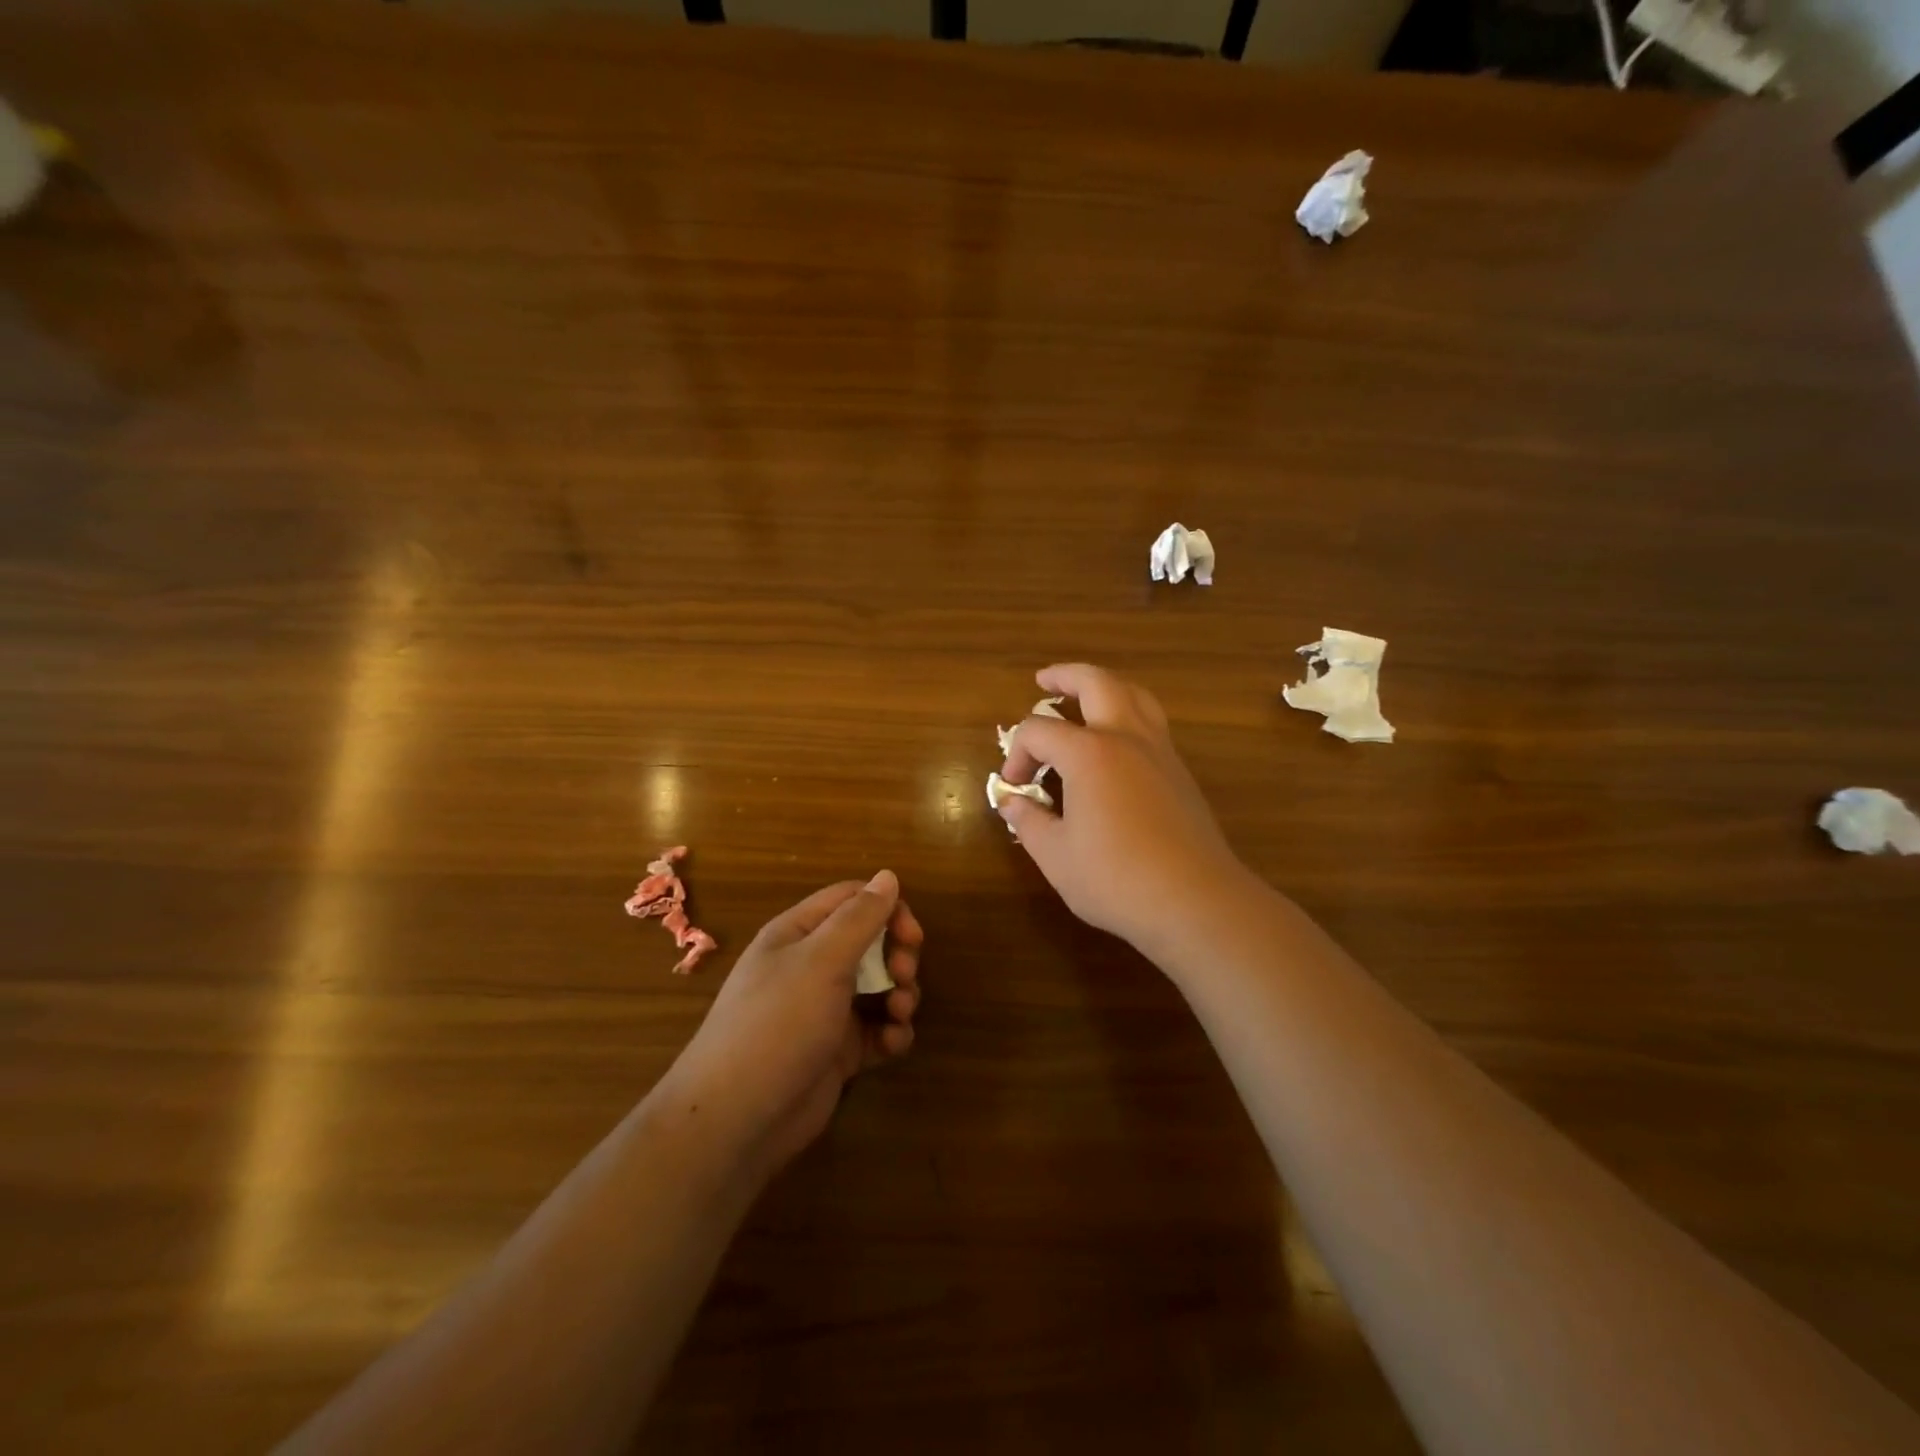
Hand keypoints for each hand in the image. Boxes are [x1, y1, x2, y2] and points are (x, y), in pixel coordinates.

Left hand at [657, 872, 922, 1179]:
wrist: (737, 1118)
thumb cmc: (778, 1023)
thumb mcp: (821, 960)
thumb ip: (860, 917)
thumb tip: (888, 875)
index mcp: (799, 933)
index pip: (852, 900)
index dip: (887, 909)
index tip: (912, 935)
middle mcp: (811, 966)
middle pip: (871, 942)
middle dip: (897, 955)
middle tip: (905, 975)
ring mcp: (825, 1010)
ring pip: (879, 986)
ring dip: (901, 994)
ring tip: (899, 1013)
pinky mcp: (837, 1051)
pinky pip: (876, 1030)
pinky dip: (891, 1033)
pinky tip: (892, 1044)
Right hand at [996, 664, 1248, 958]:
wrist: (1196, 901)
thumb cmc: (1116, 879)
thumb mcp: (1056, 856)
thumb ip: (1028, 821)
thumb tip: (1012, 802)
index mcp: (1089, 753)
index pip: (1039, 732)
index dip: (1017, 754)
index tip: (1015, 786)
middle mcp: (1126, 738)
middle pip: (1097, 683)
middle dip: (1066, 676)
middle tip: (1044, 680)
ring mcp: (1160, 751)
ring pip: (1134, 695)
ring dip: (1105, 687)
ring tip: (1086, 697)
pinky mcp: (1180, 772)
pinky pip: (1151, 722)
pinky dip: (1128, 713)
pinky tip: (1116, 742)